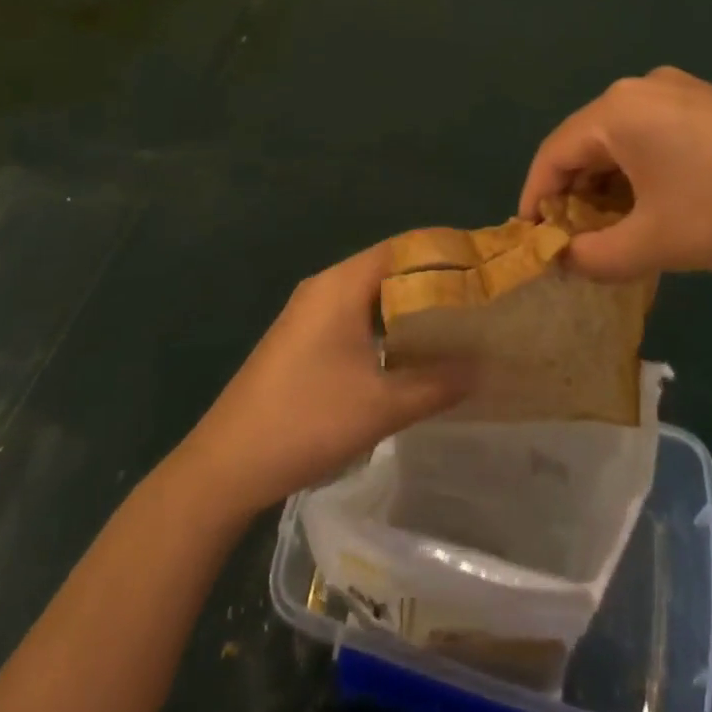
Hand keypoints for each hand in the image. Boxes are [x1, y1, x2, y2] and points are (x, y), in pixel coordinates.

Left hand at [177, 245, 472, 514]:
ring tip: (454, 328)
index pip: (401, 249)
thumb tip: (483, 367)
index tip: (483, 268)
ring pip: (369, 297)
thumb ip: (436, 383)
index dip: (443, 253)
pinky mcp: (301, 340)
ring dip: (407, 309)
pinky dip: (384, 328)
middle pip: (387, 270)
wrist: (228, 463)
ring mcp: (308, 314)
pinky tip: (408, 356)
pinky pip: (353, 318)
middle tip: (476, 302)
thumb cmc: (308, 420)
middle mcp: (324, 287)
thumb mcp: (381, 406)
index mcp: (341, 285)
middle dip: (431, 283)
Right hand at [519, 67, 711, 280]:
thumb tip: (564, 260)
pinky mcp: (709, 104)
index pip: (553, 154)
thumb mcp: (655, 244)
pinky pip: (653, 136)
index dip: (535, 200)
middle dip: (576, 197)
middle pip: (587, 144)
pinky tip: (656, 208)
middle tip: (575, 244)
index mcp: (617, 110)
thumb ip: (594, 256)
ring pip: (621, 142)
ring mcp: (680, 90)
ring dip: (609, 189)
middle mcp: (641, 88)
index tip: (530, 241)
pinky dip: (641, 174)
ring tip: (615, 234)